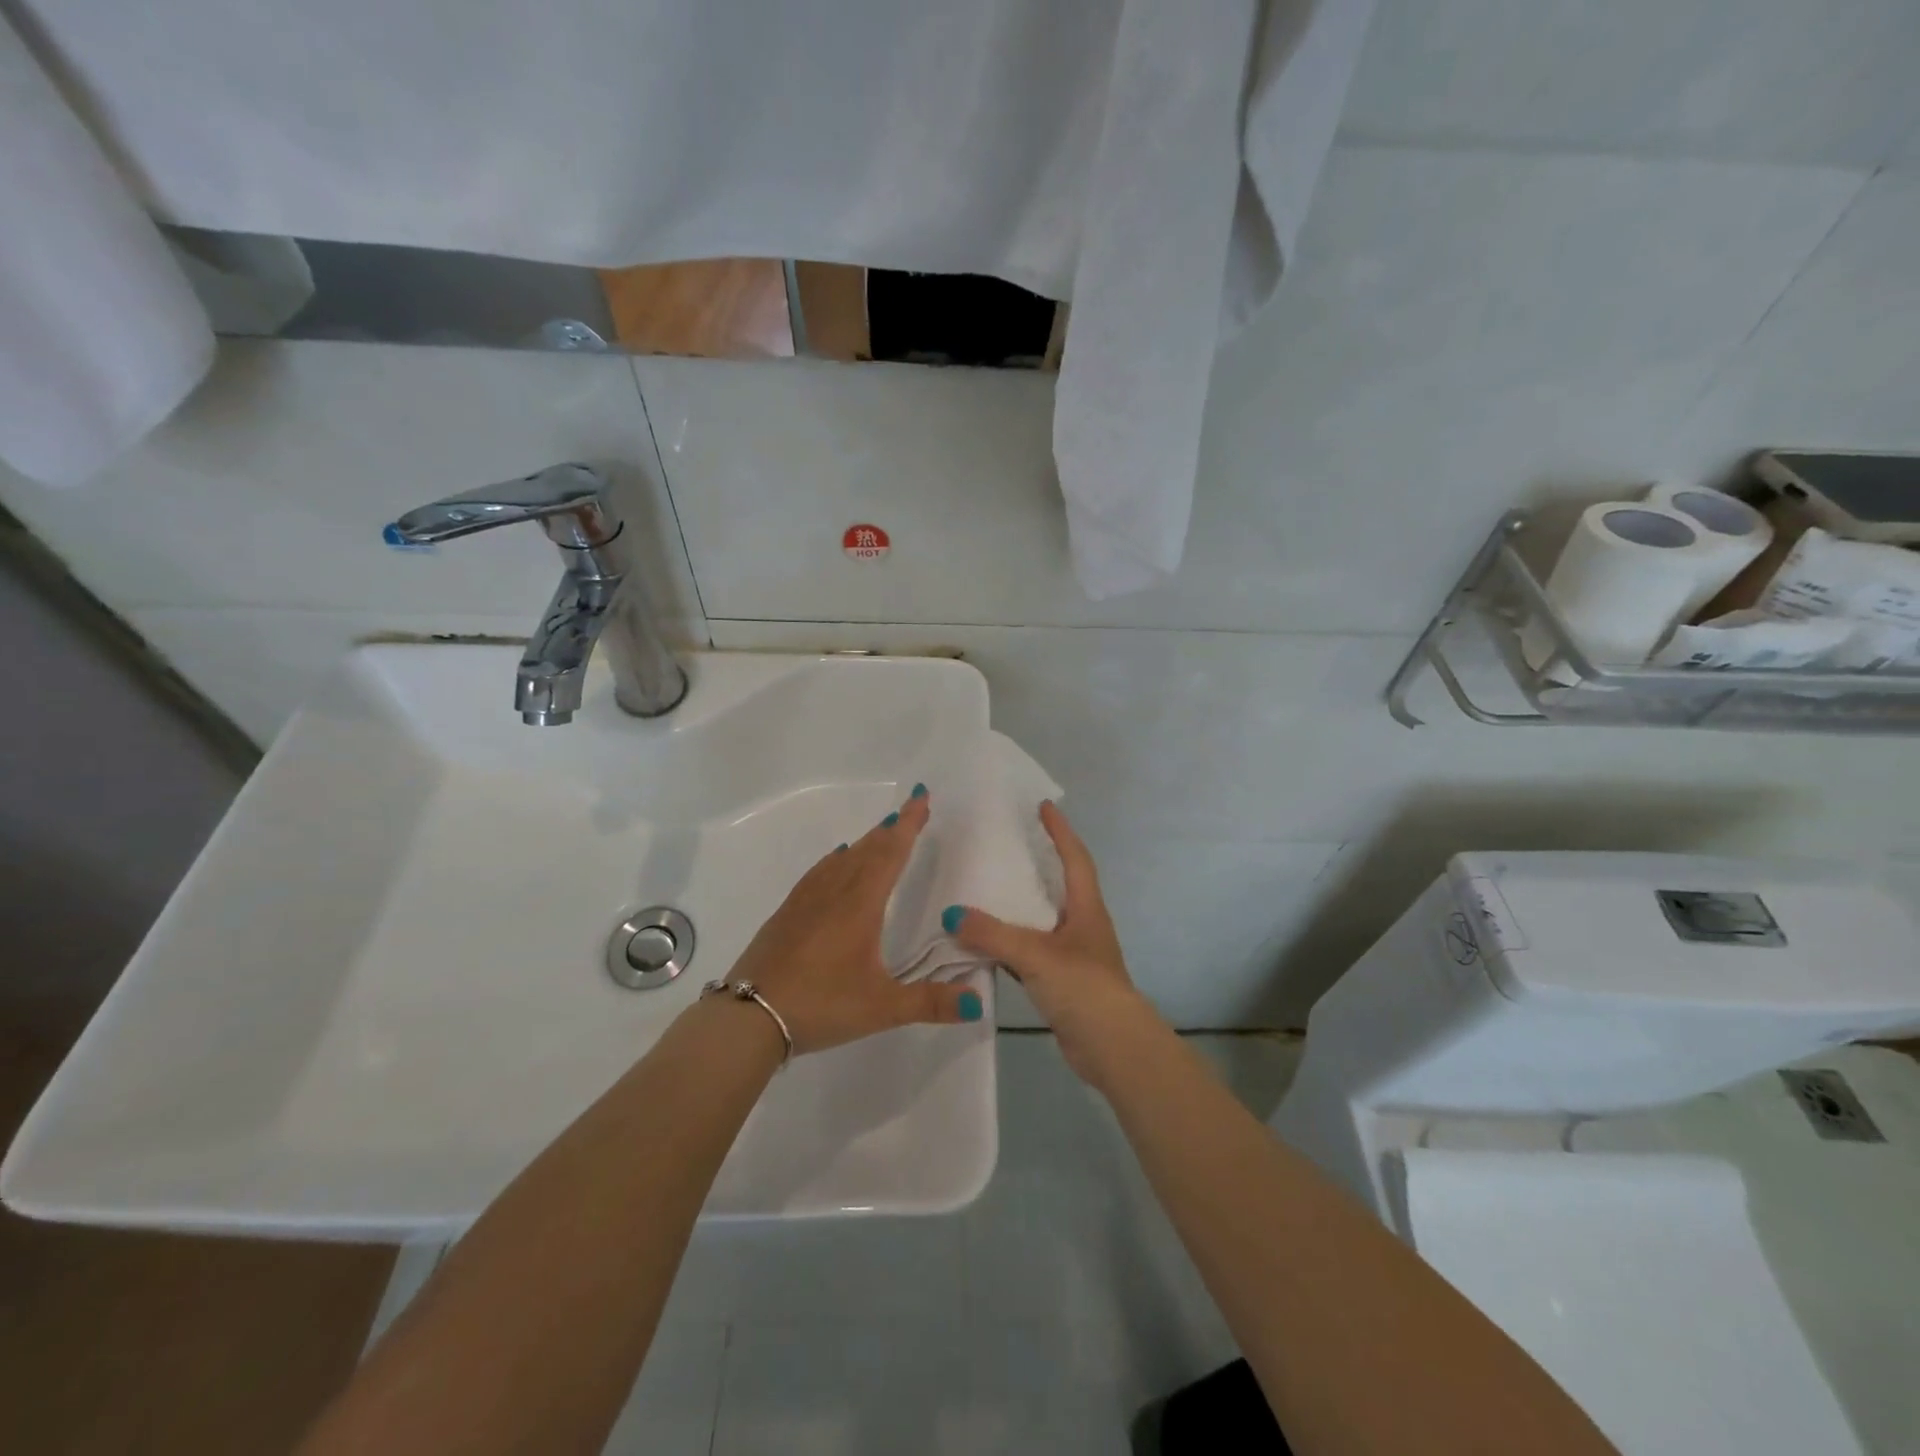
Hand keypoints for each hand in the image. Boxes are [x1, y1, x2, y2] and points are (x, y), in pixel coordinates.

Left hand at [723, 787, 983, 1054]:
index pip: (891, 853)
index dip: (909, 824)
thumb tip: (979, 1002)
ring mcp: (806, 900)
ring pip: (843, 859)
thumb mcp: (882, 1008)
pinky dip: (836, 860)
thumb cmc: (821, 1004)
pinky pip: (819, 873)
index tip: (921, 796)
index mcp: (861, 904)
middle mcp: (835, 892)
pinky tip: (836, 862)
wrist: (748, 1016)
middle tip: (910, 809)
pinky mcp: (787, 913)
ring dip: (867, 842)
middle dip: (892, 828)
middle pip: (868, 850)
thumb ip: (931, 1003)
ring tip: (881, 832)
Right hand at [947, 802, 1161, 1084]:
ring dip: (1020, 905)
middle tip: (1008, 844)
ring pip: (1042, 920)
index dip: (1060, 831)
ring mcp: (1074, 955)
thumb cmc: (1083, 987)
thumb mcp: (1035, 954)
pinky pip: (1031, 952)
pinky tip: (985, 945)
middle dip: (1039, 863)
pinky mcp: (1062, 982)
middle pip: (1060, 885)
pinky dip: (1010, 944)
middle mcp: (1082, 925)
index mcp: (1086, 908)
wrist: (1113, 1048)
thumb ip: (992, 934)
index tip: (1044, 806)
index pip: (1074, 858)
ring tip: (988, 888)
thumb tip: (951, 913)